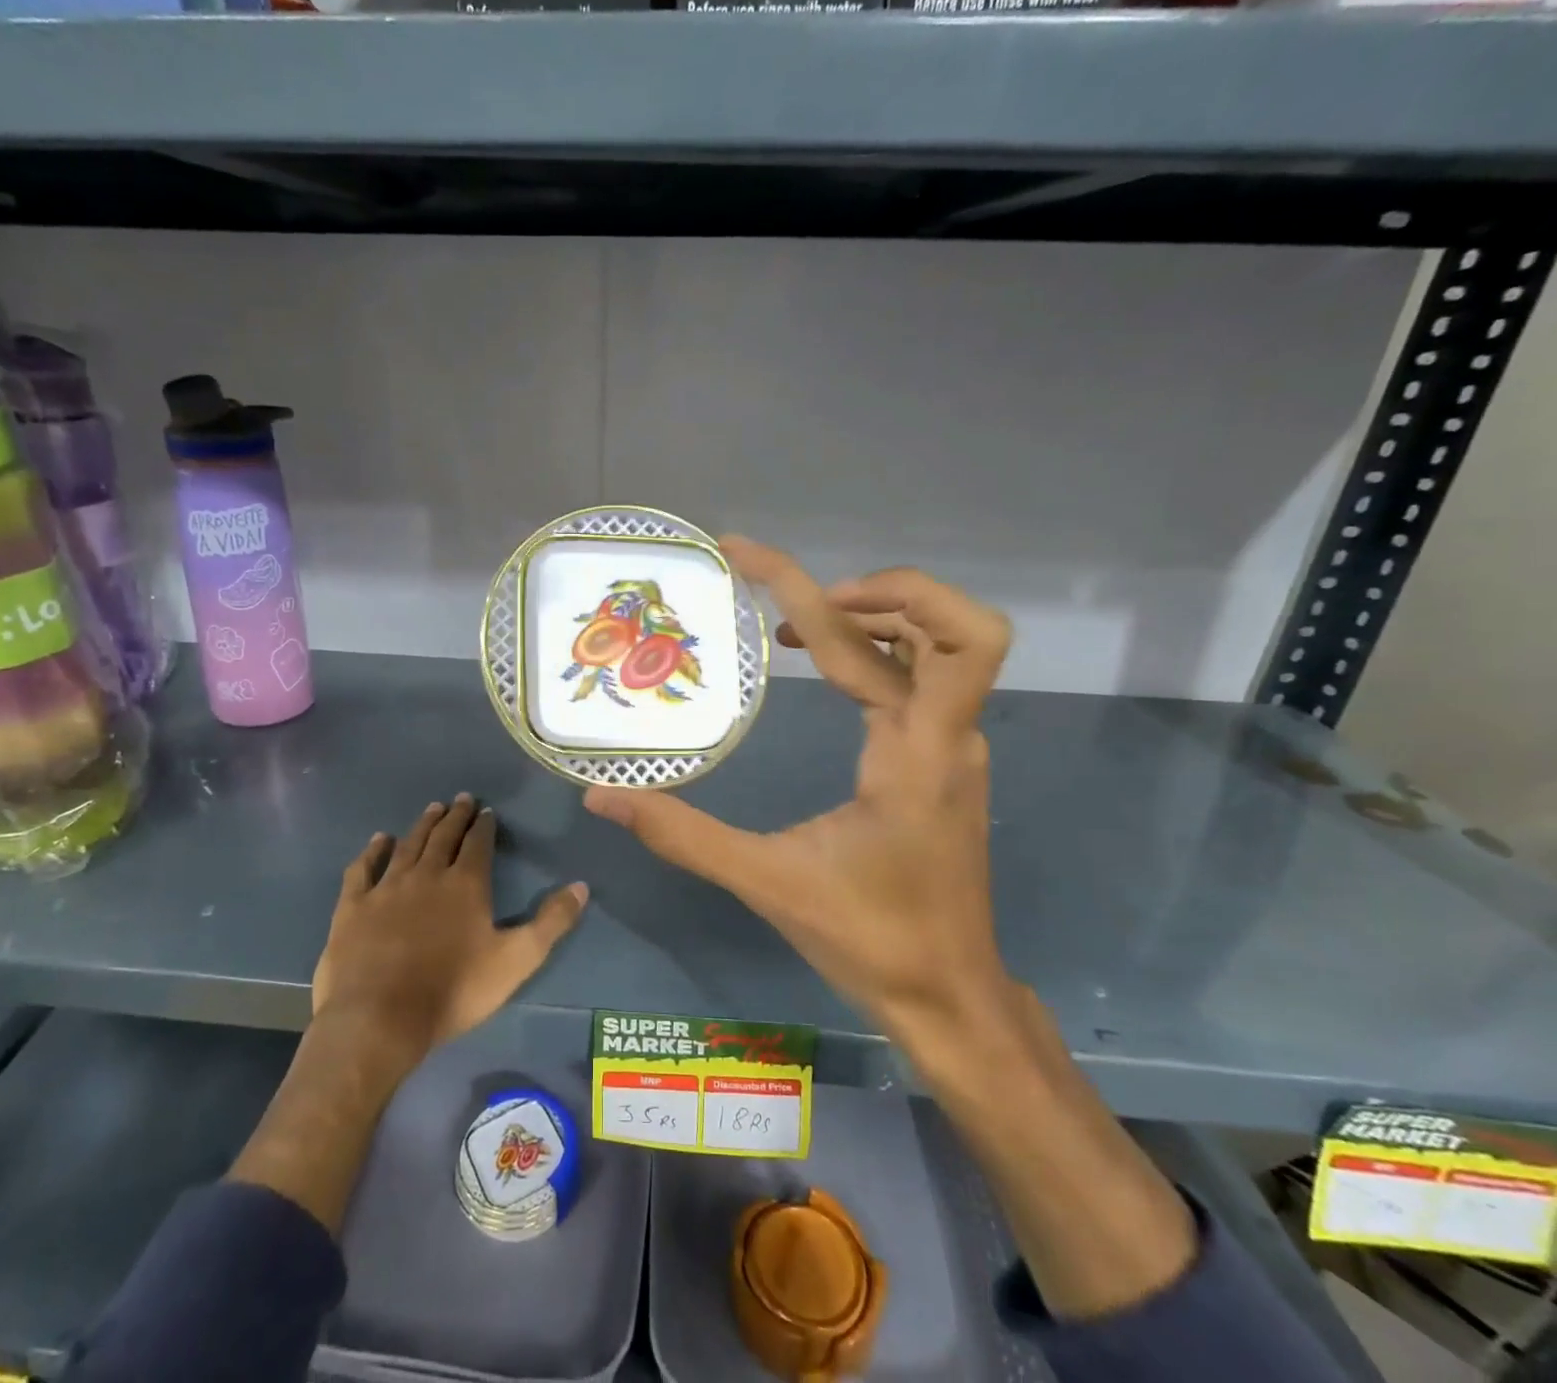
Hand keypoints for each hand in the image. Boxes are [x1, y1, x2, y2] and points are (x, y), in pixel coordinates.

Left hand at [312, 794, 587, 1061]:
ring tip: (433, 808)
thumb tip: (581, 886)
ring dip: (422, 825)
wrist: (380, 1020)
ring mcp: (387, 887)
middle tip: (462, 798)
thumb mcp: (516, 960)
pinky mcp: (354, 906)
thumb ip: (551, 922)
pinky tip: (379, 840)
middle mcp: (427, 874)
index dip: (484, 825)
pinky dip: (373, 851)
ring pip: (408, 845)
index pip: (478, 843)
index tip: (487, 811)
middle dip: (455, 816)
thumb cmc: (454, 991)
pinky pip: (364, 868)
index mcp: (466, 884)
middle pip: (444, 836)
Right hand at [583, 537, 1013, 1068]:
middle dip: (868, 591)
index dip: (820, 582)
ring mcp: (953, 745)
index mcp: (916, 753)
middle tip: (786, 610)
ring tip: (793, 629)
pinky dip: (874, 652)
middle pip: (945, 624)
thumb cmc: (871, 941)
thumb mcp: (768, 883)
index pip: (892, 638)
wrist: (950, 997)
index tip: (748, 558)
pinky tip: (823, 670)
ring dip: (873, 617)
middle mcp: (948, 734)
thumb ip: (683, 834)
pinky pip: (919, 678)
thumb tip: (603, 796)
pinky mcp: (943, 758)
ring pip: (936, 646)